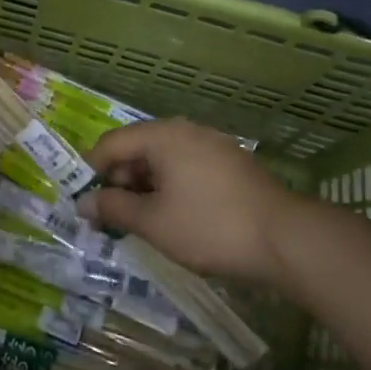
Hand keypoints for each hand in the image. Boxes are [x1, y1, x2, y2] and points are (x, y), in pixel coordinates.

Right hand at [78, 119, 345, 287]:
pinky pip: (187, 167)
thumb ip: (114, 208)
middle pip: (137, 148)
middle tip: (113, 218)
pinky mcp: (231, 164)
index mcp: (162, 135)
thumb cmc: (209, 226)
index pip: (110, 144)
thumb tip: (84, 203)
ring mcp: (213, 144)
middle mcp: (186, 130)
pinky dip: (171, 187)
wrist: (286, 239)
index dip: (91, 172)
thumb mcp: (152, 222)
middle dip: (119, 181)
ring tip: (142, 222)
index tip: (86, 203)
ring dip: (145, 187)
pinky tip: (175, 217)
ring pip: (163, 160)